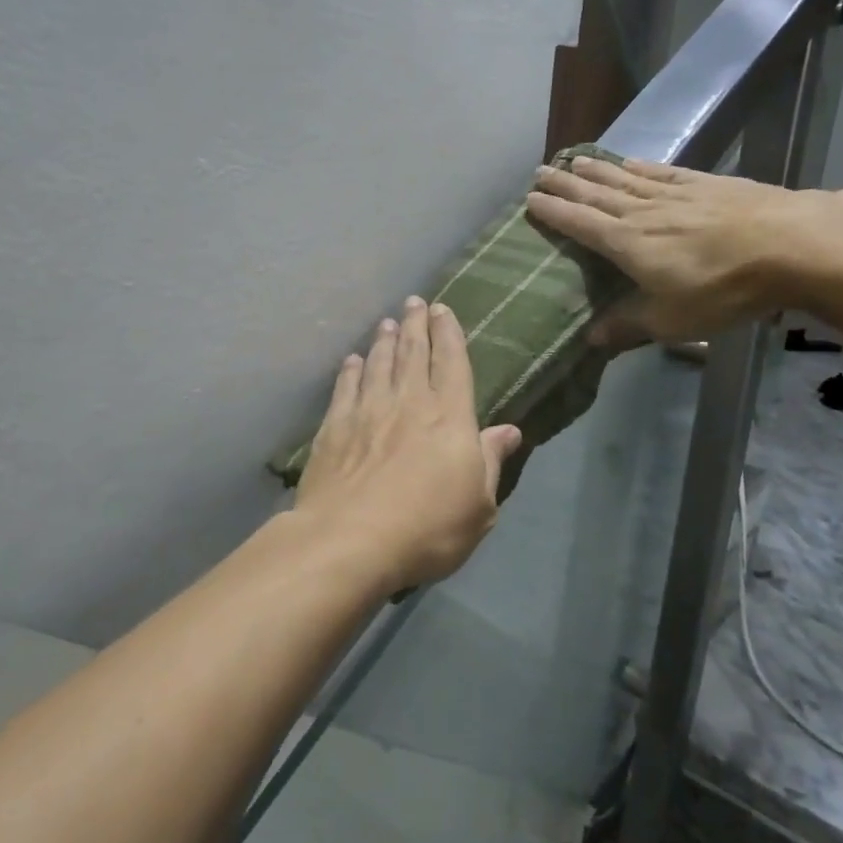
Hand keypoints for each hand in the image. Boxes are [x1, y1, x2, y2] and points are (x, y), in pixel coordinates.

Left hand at [294, 297, 522, 592]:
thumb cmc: (427, 529)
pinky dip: (350, 371)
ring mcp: (367, 412)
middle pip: (413, 353)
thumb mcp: (478, 506)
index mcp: (449, 417)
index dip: (449, 334)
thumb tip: (509, 430)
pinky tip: (352, 361)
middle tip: (414, 302)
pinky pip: (345, 388)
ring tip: (386, 323)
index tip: (443, 309)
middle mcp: (408, 402)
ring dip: (384, 341)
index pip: (452, 363)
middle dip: (416, 324)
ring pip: (378, 364)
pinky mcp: (333, 428)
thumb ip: (490, 462)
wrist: (350, 541)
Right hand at [526, 156, 824, 348]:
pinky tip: (631, 162)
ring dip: (596, 171)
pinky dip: (640, 166)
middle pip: (595, 194)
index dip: (554, 212)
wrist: (790, 245)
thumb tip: (589, 338)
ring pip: (624, 179)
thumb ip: (627, 325)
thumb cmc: (722, 289)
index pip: (580, 224)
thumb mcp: (671, 320)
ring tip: (574, 161)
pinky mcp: (706, 184)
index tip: (530, 200)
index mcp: (628, 244)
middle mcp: (643, 212)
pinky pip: (662, 172)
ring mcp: (675, 194)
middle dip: (566, 184)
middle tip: (541, 171)